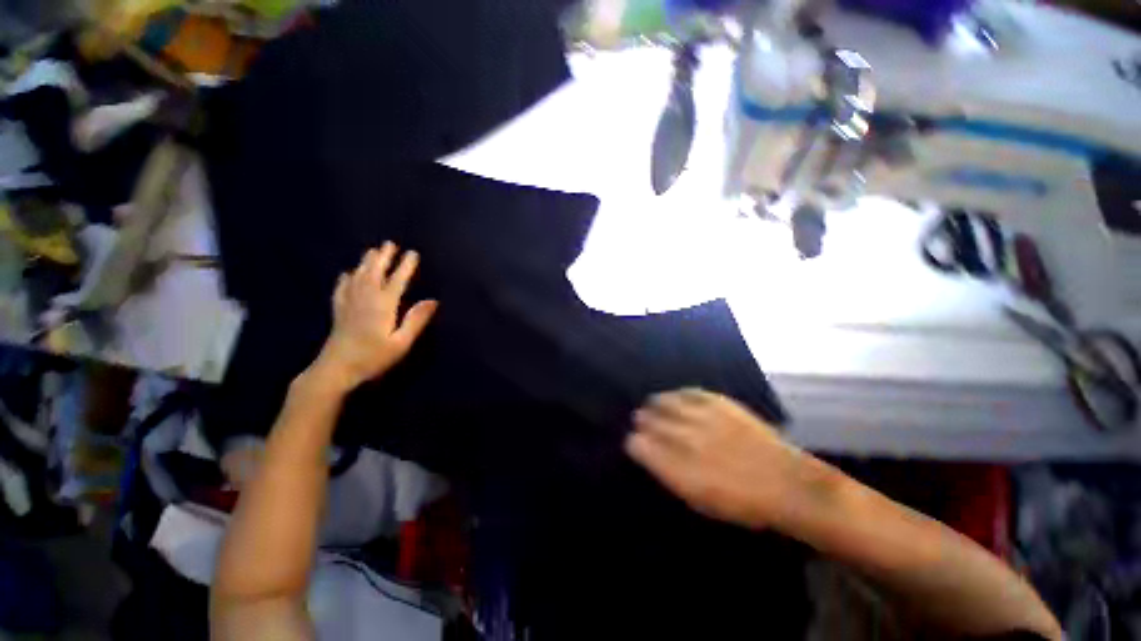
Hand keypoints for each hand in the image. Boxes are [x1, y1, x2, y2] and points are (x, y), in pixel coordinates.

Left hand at [312, 242, 437, 392]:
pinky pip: (341, 289)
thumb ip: (416, 320)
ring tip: (372, 251)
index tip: (413, 253)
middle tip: (390, 243)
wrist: (336, 370)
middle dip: (384, 258)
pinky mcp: (339, 312)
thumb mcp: (401, 343)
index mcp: (383, 306)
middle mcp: (365, 299)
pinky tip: (346, 274)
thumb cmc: (373, 358)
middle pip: (375, 273)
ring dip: (366, 263)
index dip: (405, 266)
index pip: (397, 280)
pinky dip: (345, 279)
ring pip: (358, 277)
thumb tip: (433, 300)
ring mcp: (349, 304)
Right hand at [626, 388, 824, 530]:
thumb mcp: (698, 499)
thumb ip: (669, 474)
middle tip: (641, 421)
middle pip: (649, 420)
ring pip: (664, 402)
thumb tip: (649, 453)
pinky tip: (676, 397)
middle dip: (642, 420)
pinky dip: (678, 394)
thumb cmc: (740, 502)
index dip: (634, 443)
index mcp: (677, 467)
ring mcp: (701, 417)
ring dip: (655, 404)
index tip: (635, 443)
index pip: (639, 445)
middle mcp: (685, 438)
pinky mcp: (718, 402)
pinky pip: (688, 391)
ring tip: (653, 405)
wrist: (786, 483)